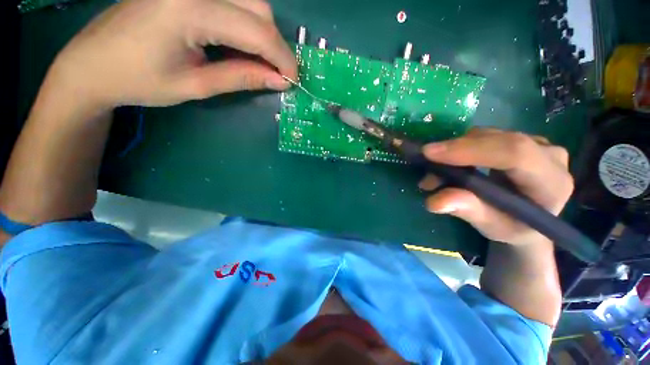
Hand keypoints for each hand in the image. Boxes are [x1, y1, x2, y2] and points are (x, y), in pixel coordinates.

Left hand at [47, 0, 296, 108]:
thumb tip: (279, 80)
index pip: (257, 31)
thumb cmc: (139, 80)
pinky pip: (232, 1)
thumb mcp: (196, 85)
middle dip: (275, 44)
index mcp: (189, 10)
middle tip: (276, 74)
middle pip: (258, 7)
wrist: (93, 62)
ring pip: (249, 1)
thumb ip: (241, 78)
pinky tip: (240, 44)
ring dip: (263, 32)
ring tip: (259, 62)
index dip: (282, 58)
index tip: (293, 80)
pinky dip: (246, 24)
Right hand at [419, 128, 573, 245]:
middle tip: (426, 166)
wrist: (525, 221)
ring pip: (487, 136)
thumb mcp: (491, 226)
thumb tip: (435, 201)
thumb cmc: (511, 228)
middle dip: (455, 151)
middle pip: (497, 140)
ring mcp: (536, 143)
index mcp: (551, 182)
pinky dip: (459, 149)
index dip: (470, 150)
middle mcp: (549, 155)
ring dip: (453, 152)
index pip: (514, 153)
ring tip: (434, 175)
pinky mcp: (519, 140)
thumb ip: (468, 211)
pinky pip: (484, 137)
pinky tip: (447, 165)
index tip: (430, 153)